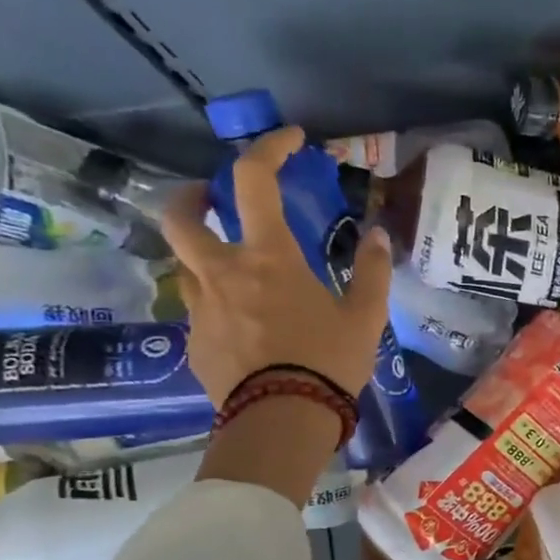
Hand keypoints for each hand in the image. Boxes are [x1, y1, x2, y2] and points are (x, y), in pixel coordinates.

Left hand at [161, 126, 392, 405]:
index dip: (269, 148)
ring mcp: (200, 306)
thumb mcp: (365, 317)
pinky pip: (198, 308)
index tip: (290, 140)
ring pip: (186, 264)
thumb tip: (377, 235)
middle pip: (182, 215)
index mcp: (268, 257)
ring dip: (205, 255)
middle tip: (212, 200)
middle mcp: (222, 272)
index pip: (253, 180)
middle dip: (193, 196)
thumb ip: (372, 271)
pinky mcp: (193, 341)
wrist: (283, 420)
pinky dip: (217, 304)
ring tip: (236, 273)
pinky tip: (244, 328)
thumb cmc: (328, 361)